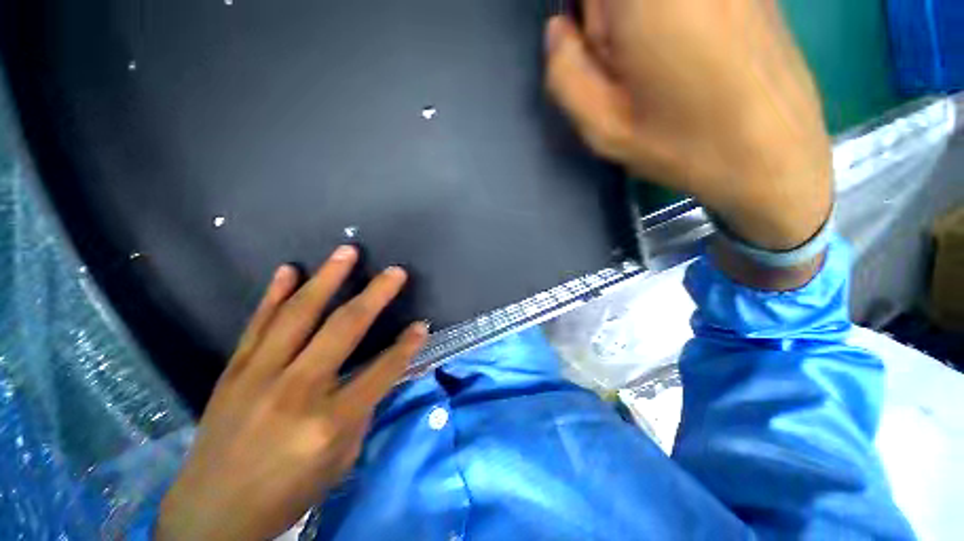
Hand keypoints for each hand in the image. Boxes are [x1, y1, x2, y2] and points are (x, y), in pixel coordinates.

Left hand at [155, 246, 427, 540]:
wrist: (210, 516)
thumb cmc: (286, 494)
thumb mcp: (340, 461)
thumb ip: (361, 412)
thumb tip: (376, 374)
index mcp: (329, 421)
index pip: (382, 371)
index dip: (406, 346)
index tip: (422, 326)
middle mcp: (297, 390)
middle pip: (344, 329)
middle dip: (376, 295)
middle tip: (395, 272)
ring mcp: (259, 375)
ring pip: (300, 314)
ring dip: (327, 278)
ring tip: (347, 252)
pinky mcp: (233, 371)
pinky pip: (258, 323)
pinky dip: (275, 294)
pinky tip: (289, 270)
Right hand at [545, 0, 832, 251]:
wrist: (773, 155)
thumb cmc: (682, 145)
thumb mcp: (603, 128)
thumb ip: (565, 74)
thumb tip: (558, 29)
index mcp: (648, 0)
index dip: (588, 21)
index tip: (596, 51)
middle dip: (607, 19)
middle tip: (623, 61)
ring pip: (645, 2)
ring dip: (637, 21)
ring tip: (657, 60)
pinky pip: (682, 3)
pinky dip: (669, 20)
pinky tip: (686, 52)